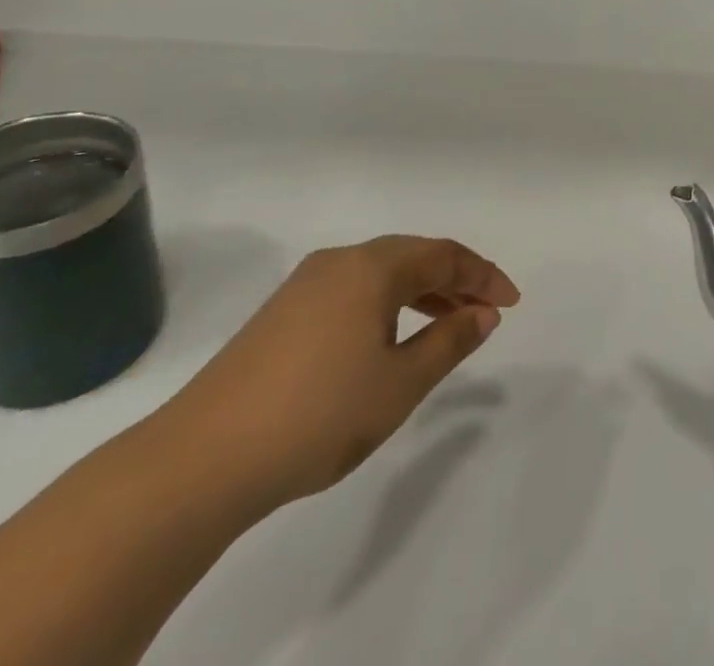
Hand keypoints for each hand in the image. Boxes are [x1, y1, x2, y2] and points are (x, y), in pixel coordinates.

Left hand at [160, 236, 520, 510]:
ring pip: (380, 273)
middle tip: (485, 310)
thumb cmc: (318, 414)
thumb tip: (483, 313)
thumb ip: (449, 342)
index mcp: (372, 267)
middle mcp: (340, 261)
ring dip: (420, 291)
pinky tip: (388, 337)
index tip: (511, 302)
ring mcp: (305, 285)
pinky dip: (386, 303)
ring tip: (446, 324)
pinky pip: (353, 290)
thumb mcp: (399, 383)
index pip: (444, 255)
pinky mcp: (281, 312)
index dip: (483, 275)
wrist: (202, 458)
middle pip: (413, 256)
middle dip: (455, 279)